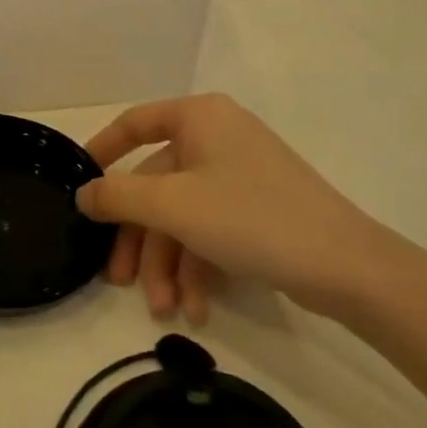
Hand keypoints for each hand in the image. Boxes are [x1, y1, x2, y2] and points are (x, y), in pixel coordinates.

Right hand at [78, 93, 388, 324]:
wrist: (346, 265)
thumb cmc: (250, 217)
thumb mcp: (173, 206)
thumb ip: (119, 196)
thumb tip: (83, 193)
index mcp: (199, 117)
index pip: (135, 123)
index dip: (103, 150)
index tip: (80, 185)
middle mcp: (218, 136)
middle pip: (157, 183)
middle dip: (141, 239)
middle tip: (118, 281)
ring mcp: (240, 173)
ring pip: (183, 213)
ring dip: (169, 263)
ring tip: (167, 310)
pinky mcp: (257, 208)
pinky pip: (211, 228)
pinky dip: (199, 266)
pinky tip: (196, 308)